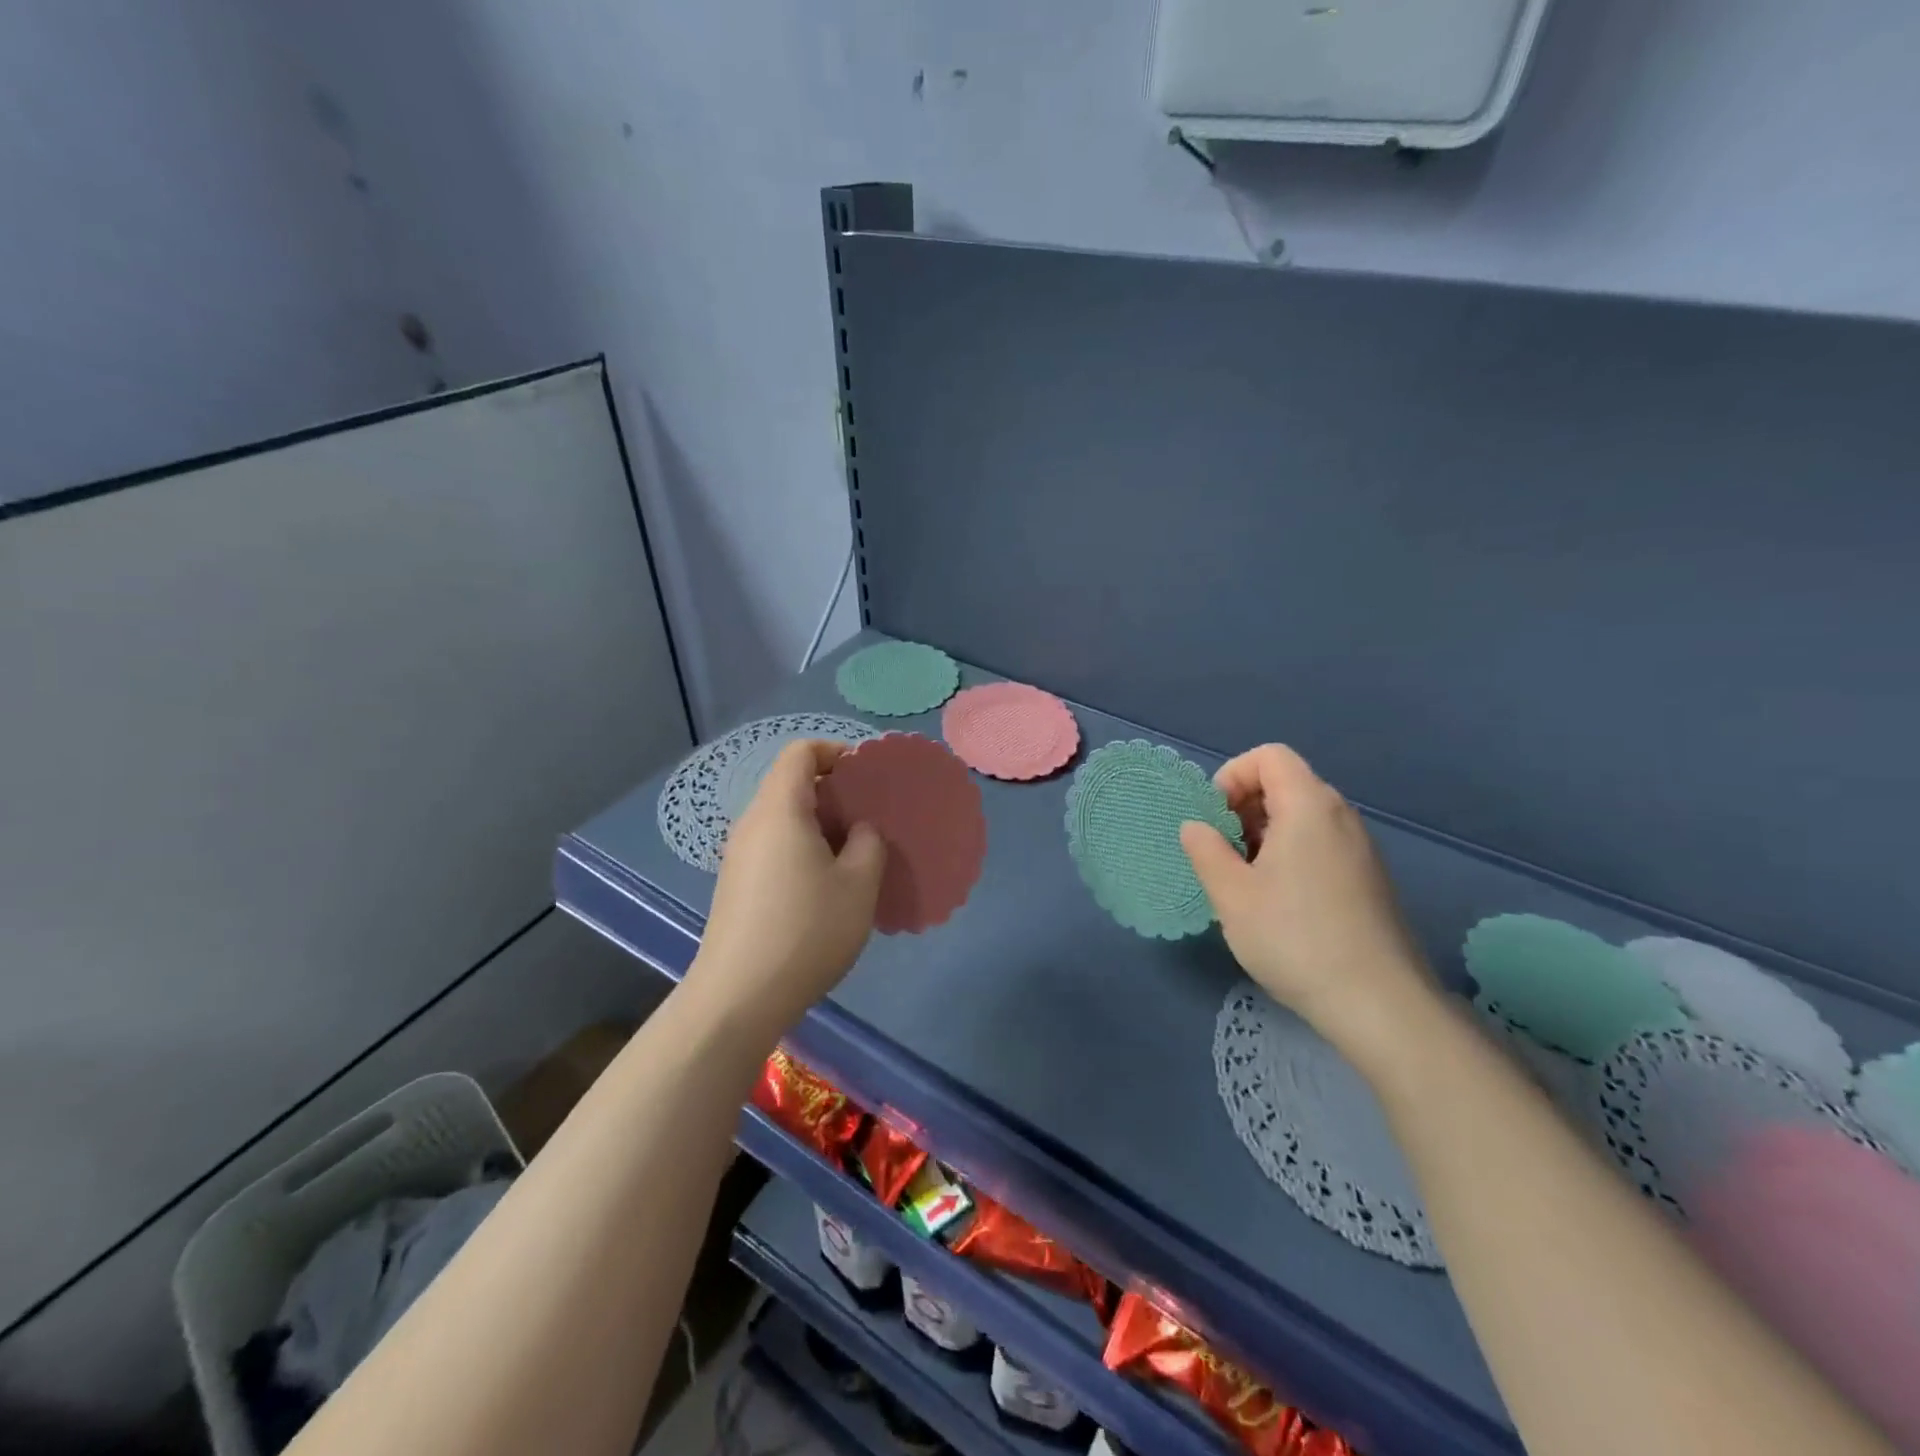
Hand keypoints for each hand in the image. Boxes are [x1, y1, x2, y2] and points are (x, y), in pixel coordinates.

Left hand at [686, 740, 885, 1040]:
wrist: (738, 997)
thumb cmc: (806, 931)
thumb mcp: (859, 884)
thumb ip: (869, 842)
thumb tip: (860, 829)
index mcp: (780, 810)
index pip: (801, 752)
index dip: (836, 752)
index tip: (867, 777)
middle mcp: (753, 823)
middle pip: (792, 784)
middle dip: (835, 792)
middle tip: (872, 819)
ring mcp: (739, 856)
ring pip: (784, 818)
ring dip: (822, 825)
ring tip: (856, 855)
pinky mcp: (737, 885)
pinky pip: (774, 846)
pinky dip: (804, 849)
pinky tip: (827, 886)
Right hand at [1180, 744, 1436, 1068]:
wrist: (1379, 1004)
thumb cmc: (1294, 938)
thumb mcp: (1231, 895)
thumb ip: (1206, 851)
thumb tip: (1196, 826)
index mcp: (1309, 807)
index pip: (1269, 757)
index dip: (1233, 776)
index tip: (1215, 819)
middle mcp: (1341, 816)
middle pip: (1286, 783)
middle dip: (1245, 807)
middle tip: (1223, 852)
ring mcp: (1361, 849)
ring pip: (1303, 816)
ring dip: (1265, 834)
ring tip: (1246, 881)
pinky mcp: (1369, 879)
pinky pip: (1321, 843)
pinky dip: (1291, 854)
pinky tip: (1279, 902)